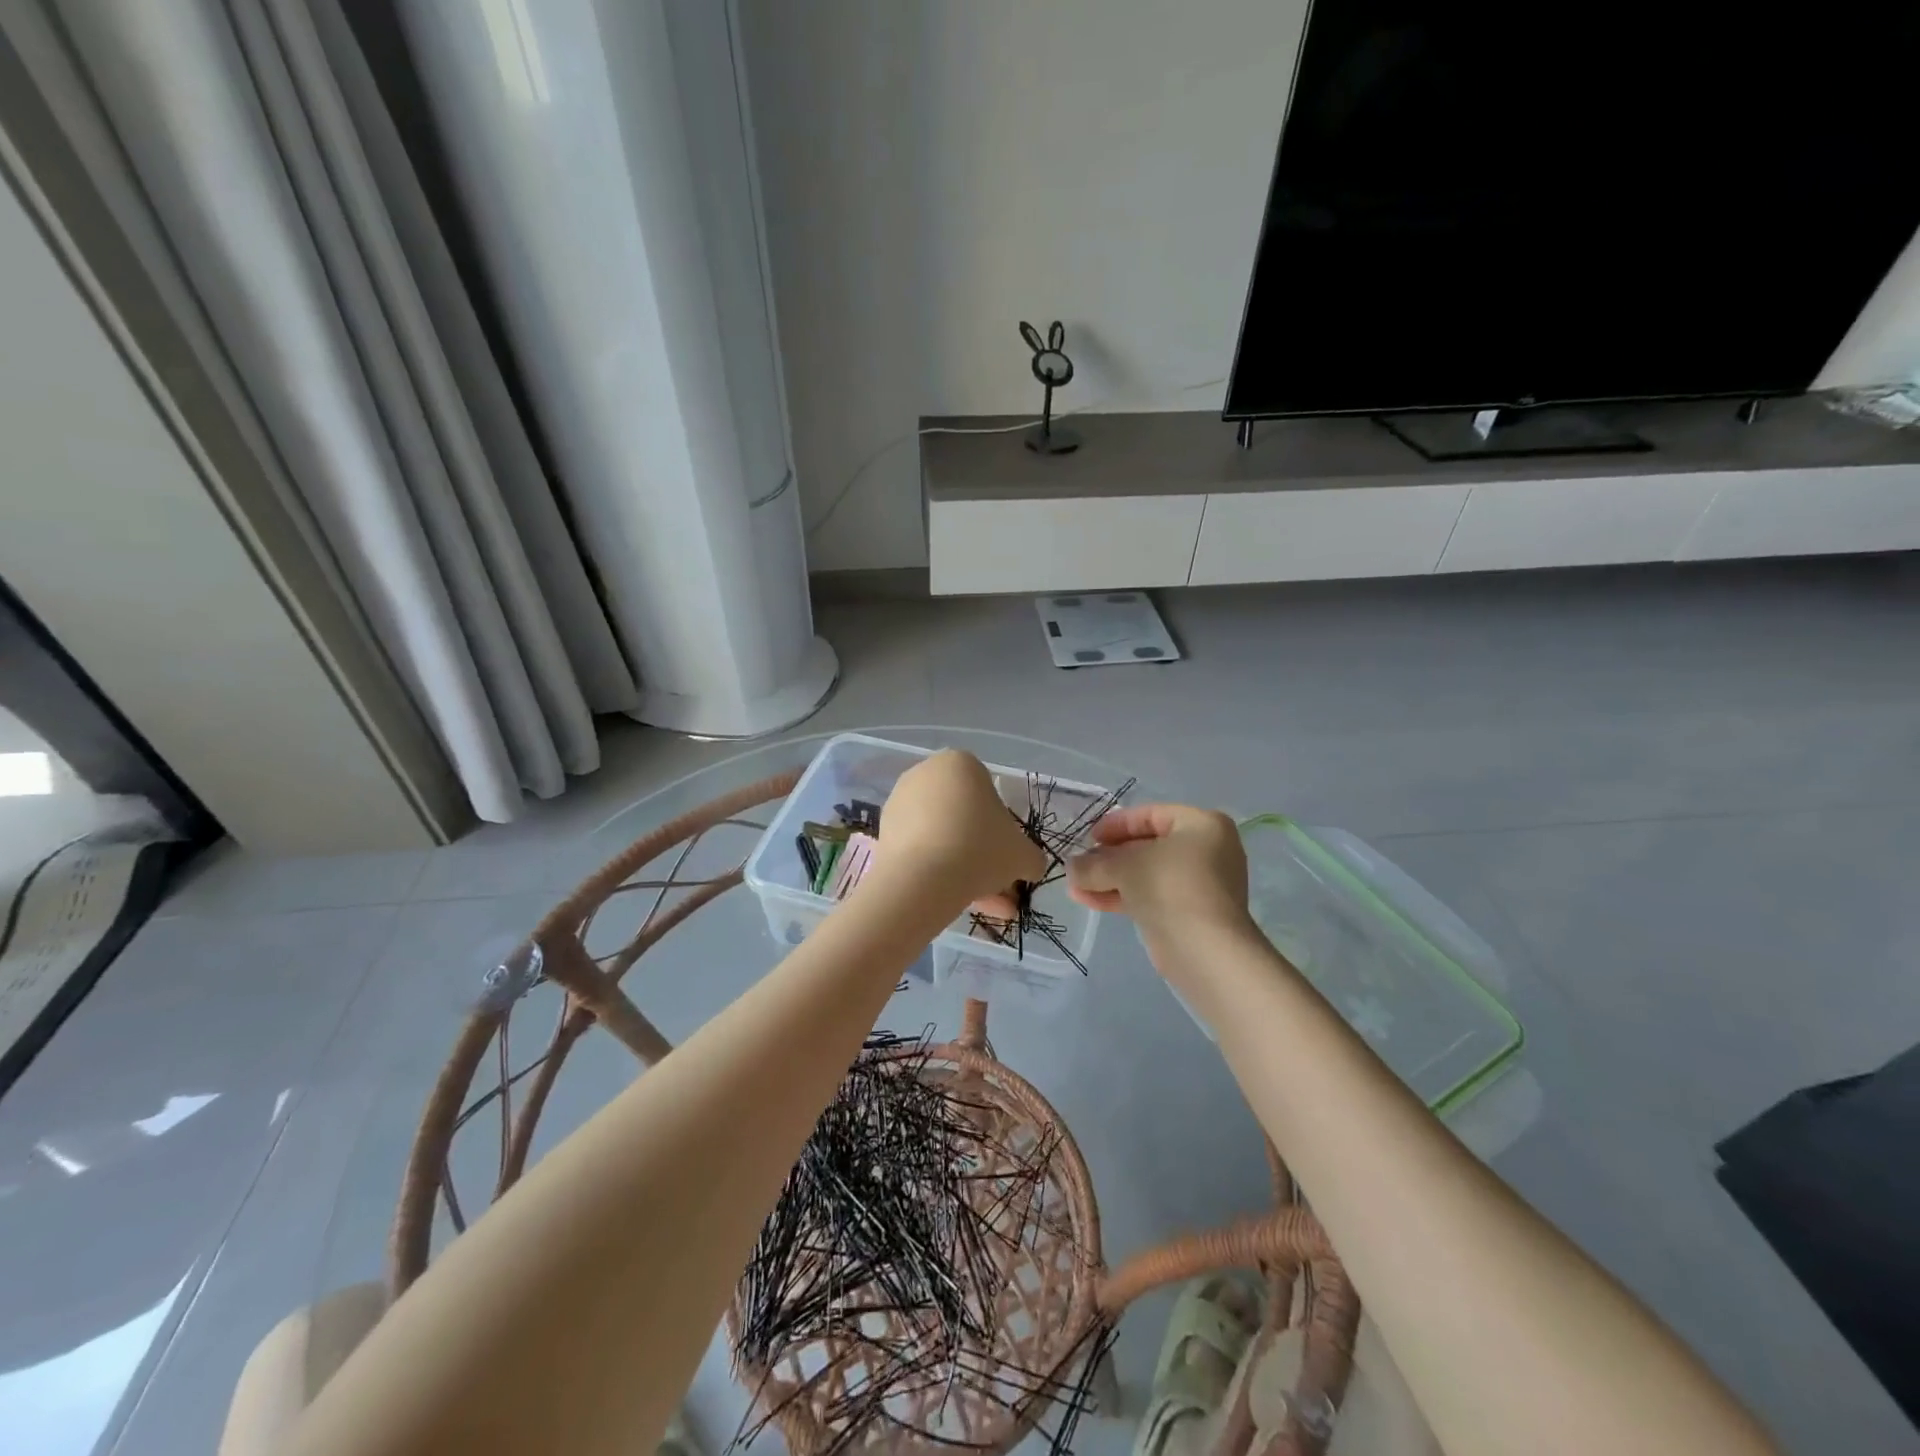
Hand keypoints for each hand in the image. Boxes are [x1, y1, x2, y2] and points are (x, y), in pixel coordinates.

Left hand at [875, 750, 1047, 906]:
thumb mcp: (1022, 854)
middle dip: (982, 853)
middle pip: (964, 816)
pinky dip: (937, 870)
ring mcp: (900, 801)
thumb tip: (1031, 866)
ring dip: (963, 868)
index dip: (1002, 828)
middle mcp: (927, 773)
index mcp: (961, 763)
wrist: (923, 880)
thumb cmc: (980, 850)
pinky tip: (955, 902)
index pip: (989, 793)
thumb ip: (1031, 856)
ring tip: (982, 907)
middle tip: (997, 886)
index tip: (1006, 855)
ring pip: (943, 836)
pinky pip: (920, 848)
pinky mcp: (883, 830)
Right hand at [1067, 804, 1252, 948]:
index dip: (1116, 824)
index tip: (1089, 838)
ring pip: (1147, 874)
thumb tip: (1071, 866)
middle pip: (1147, 846)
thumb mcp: (1124, 867)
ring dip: (1110, 879)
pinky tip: (1090, 901)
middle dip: (1108, 858)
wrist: (1205, 951)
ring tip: (1076, 887)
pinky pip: (1153, 896)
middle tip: (1080, 865)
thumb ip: (1094, 863)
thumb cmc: (1170, 888)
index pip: (1151, 815)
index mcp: (1202, 825)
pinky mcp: (1191, 914)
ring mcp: (1201, 884)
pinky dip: (1124, 896)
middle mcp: (1207, 850)